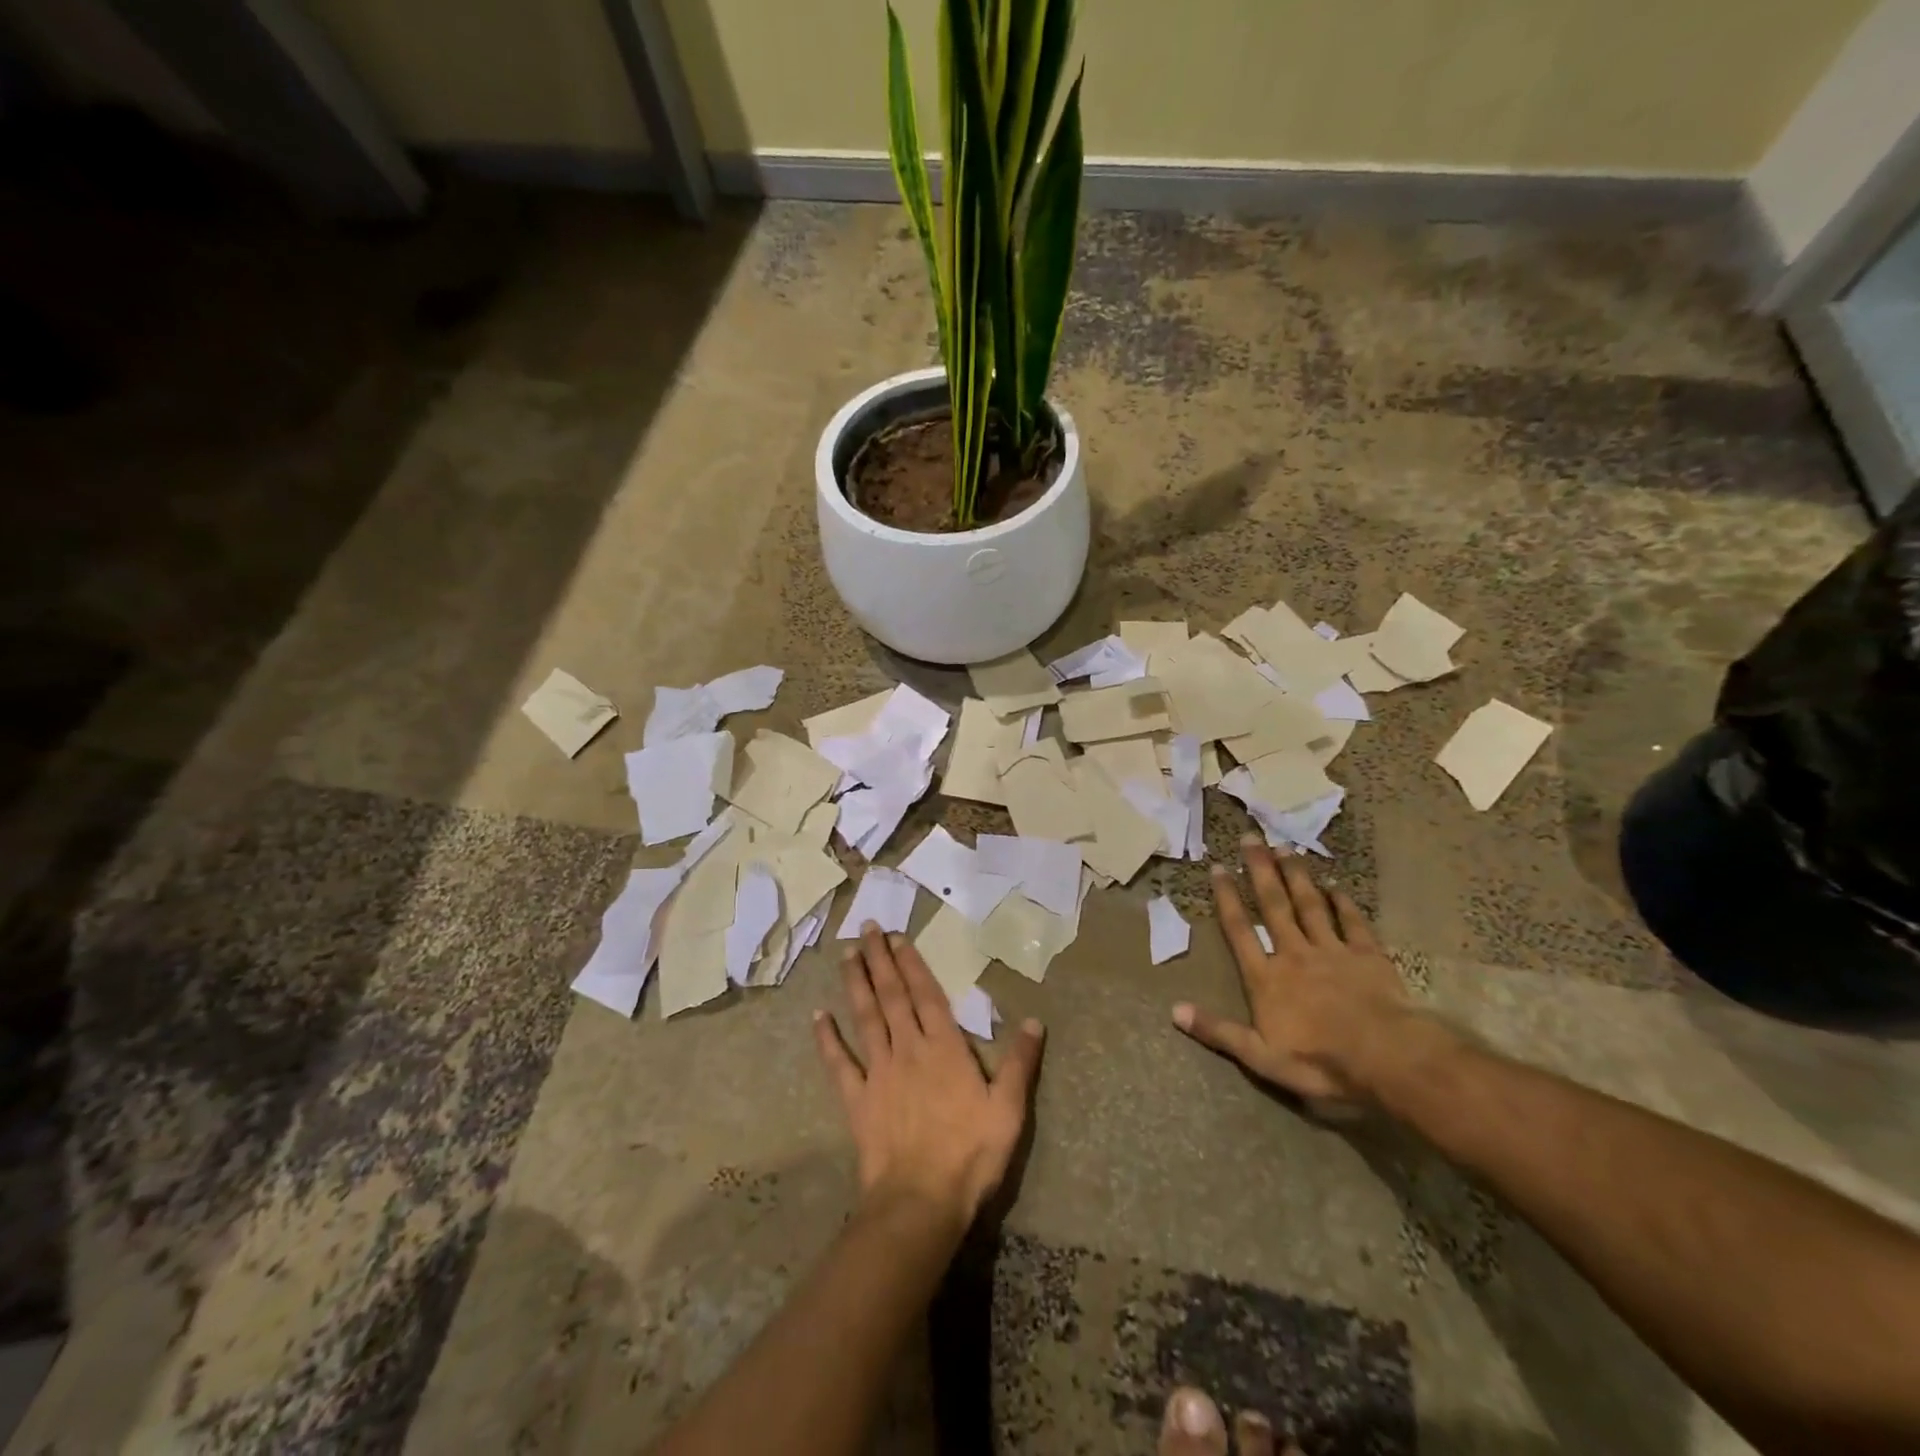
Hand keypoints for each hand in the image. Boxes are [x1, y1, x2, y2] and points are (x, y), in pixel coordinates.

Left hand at [815, 925, 1044, 1227]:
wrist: (920, 1201)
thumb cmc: (970, 1154)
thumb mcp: (1008, 1109)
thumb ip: (1020, 1062)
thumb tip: (1035, 1019)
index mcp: (944, 1047)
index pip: (926, 994)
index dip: (911, 963)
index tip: (896, 936)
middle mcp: (908, 1048)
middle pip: (891, 995)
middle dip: (879, 959)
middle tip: (866, 927)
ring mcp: (879, 1071)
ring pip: (865, 1017)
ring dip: (856, 983)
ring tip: (846, 954)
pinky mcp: (858, 1098)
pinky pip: (839, 1062)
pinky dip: (827, 1038)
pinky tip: (817, 1016)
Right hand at [1173, 836, 1435, 1115]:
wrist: (1386, 1057)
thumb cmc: (1320, 1060)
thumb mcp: (1261, 1057)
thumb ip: (1218, 1031)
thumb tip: (1174, 1011)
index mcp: (1266, 978)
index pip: (1240, 930)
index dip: (1227, 898)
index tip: (1217, 867)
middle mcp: (1294, 954)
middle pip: (1274, 905)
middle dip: (1260, 870)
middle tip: (1250, 838)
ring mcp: (1332, 951)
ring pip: (1310, 905)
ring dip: (1296, 876)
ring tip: (1285, 848)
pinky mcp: (1368, 956)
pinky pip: (1353, 923)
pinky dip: (1343, 903)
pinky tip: (1336, 885)